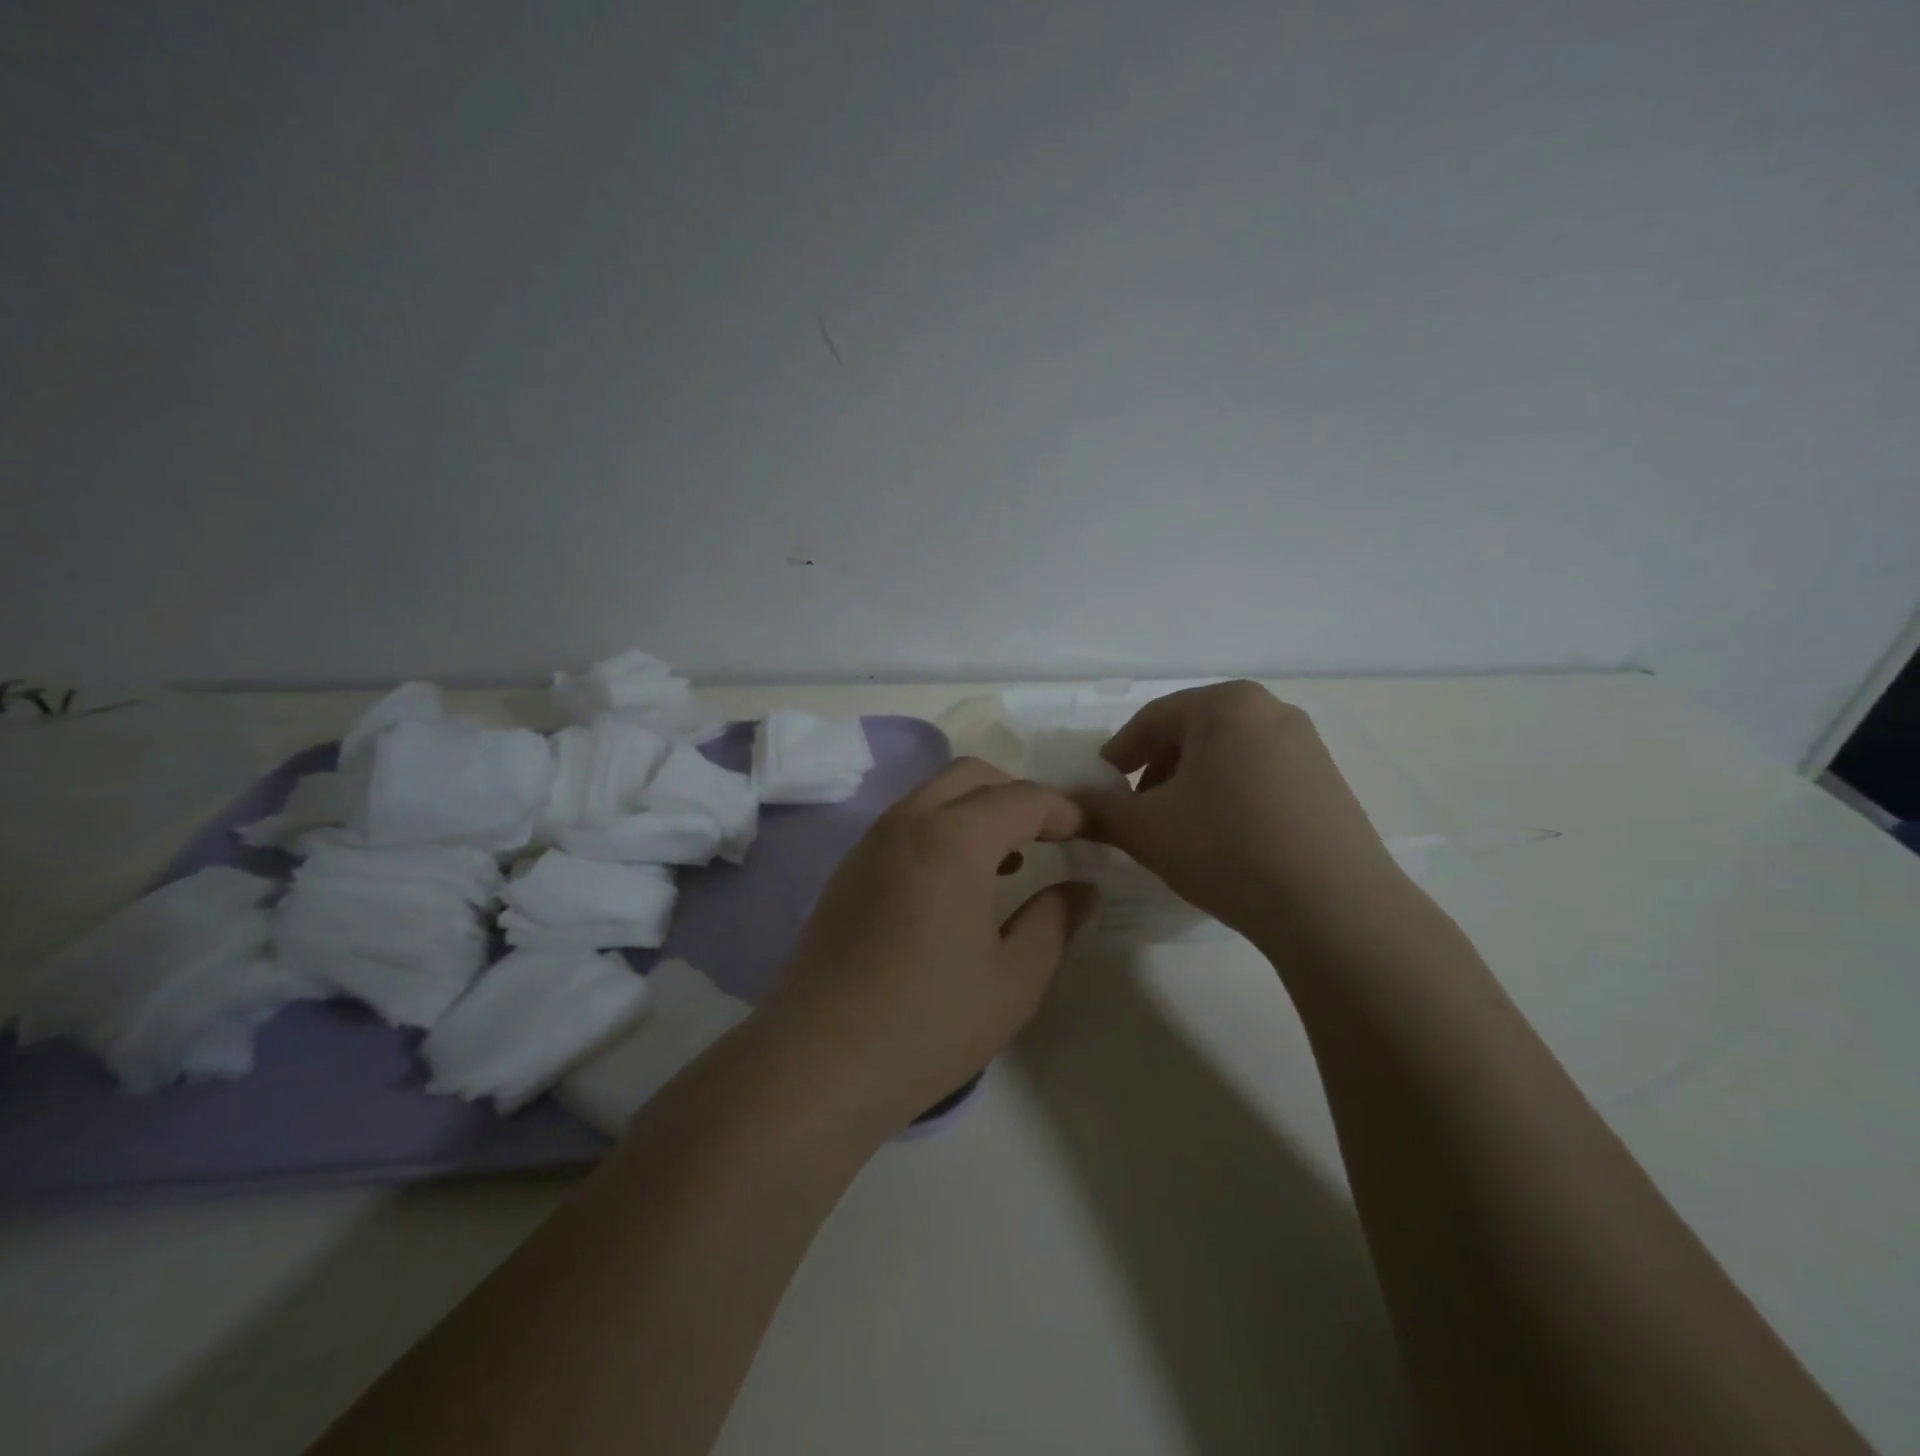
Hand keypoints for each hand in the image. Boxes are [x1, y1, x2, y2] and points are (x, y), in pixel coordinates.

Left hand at [757, 759, 1097, 1136]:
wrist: (817, 1063)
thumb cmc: (928, 1023)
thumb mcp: (1014, 979)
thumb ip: (1055, 921)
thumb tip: (1083, 889)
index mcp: (953, 838)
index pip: (1022, 798)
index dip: (1064, 811)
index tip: (1089, 835)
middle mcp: (906, 823)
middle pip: (971, 776)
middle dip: (1017, 795)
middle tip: (1047, 839)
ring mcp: (869, 843)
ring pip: (932, 796)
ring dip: (976, 810)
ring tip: (1008, 863)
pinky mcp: (847, 870)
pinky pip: (905, 825)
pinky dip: (941, 830)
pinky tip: (954, 886)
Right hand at [1076, 681, 1405, 941]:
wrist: (1333, 908)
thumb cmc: (1226, 847)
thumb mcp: (1145, 829)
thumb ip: (1098, 811)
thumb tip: (1067, 806)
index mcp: (1225, 704)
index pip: (1152, 719)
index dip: (1118, 753)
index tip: (1101, 786)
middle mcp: (1271, 710)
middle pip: (1193, 733)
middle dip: (1156, 770)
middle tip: (1136, 810)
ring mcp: (1307, 746)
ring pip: (1227, 755)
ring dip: (1192, 785)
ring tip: (1178, 829)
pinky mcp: (1329, 783)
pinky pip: (1261, 776)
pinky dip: (1230, 797)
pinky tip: (1224, 840)